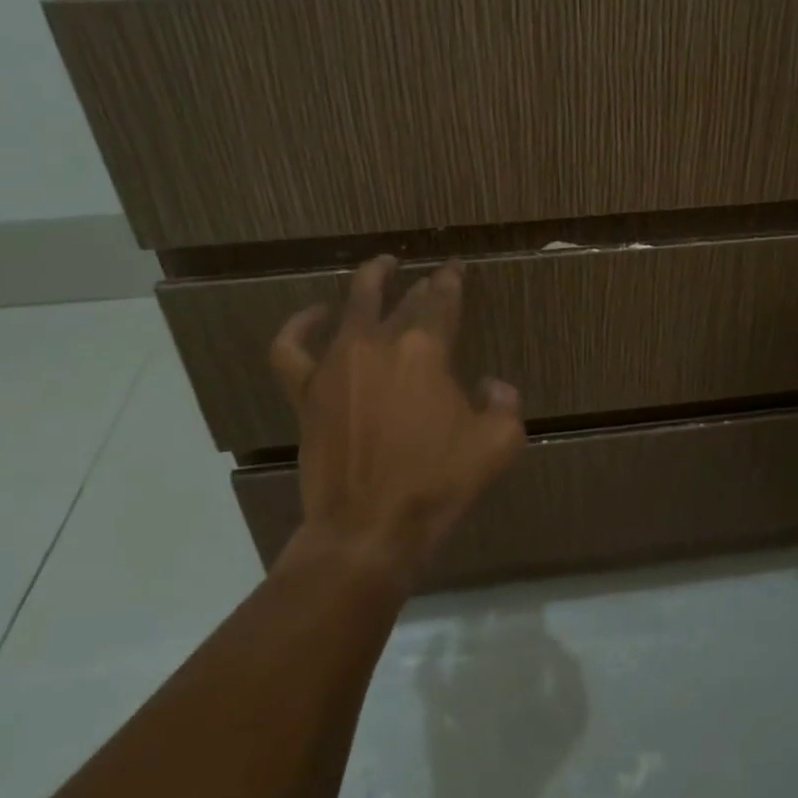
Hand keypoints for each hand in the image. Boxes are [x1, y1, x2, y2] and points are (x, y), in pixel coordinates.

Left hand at [267, 256, 526, 579]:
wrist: (369, 528)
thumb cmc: (438, 484)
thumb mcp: (498, 444)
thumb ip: (506, 404)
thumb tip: (493, 385)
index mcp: (426, 350)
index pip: (442, 300)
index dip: (452, 280)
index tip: (457, 269)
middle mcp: (379, 344)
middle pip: (402, 300)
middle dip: (420, 285)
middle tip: (431, 279)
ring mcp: (336, 364)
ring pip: (351, 306)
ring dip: (369, 282)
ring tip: (381, 268)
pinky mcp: (307, 391)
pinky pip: (292, 348)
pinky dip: (300, 326)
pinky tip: (314, 315)